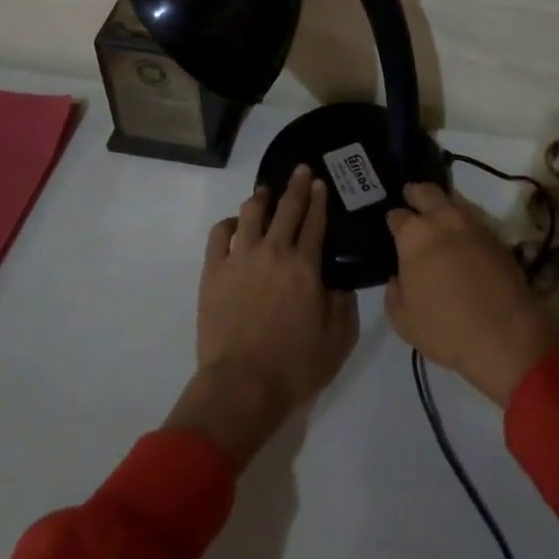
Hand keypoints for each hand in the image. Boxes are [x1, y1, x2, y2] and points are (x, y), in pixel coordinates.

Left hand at [166, 167, 358, 467]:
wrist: (241, 387)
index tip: (320, 183)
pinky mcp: (213, 271)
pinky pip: (219, 234)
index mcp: (305, 266)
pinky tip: (235, 225)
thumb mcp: (338, 340)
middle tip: (301, 171)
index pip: (315, 221)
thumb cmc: (294, 367)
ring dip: (262, 198)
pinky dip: (229, 223)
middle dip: (296, 186)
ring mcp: (240, 258)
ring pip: (251, 212)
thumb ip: (344, 304)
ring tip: (266, 193)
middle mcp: (273, 251)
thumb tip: (342, 281)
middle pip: (287, 208)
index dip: (319, 200)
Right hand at [385, 183, 558, 407]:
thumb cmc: (445, 328)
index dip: (393, 220)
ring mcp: (473, 224)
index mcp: (414, 235)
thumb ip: (393, 293)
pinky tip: (463, 236)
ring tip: (438, 217)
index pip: (397, 215)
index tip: (393, 226)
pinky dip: (464, 222)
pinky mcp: (496, 235)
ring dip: (442, 204)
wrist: (504, 334)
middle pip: (426, 192)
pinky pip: (474, 218)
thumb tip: (397, 278)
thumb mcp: (403, 321)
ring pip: (453, 200)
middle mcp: (443, 219)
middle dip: (415, 192)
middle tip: (411, 197)